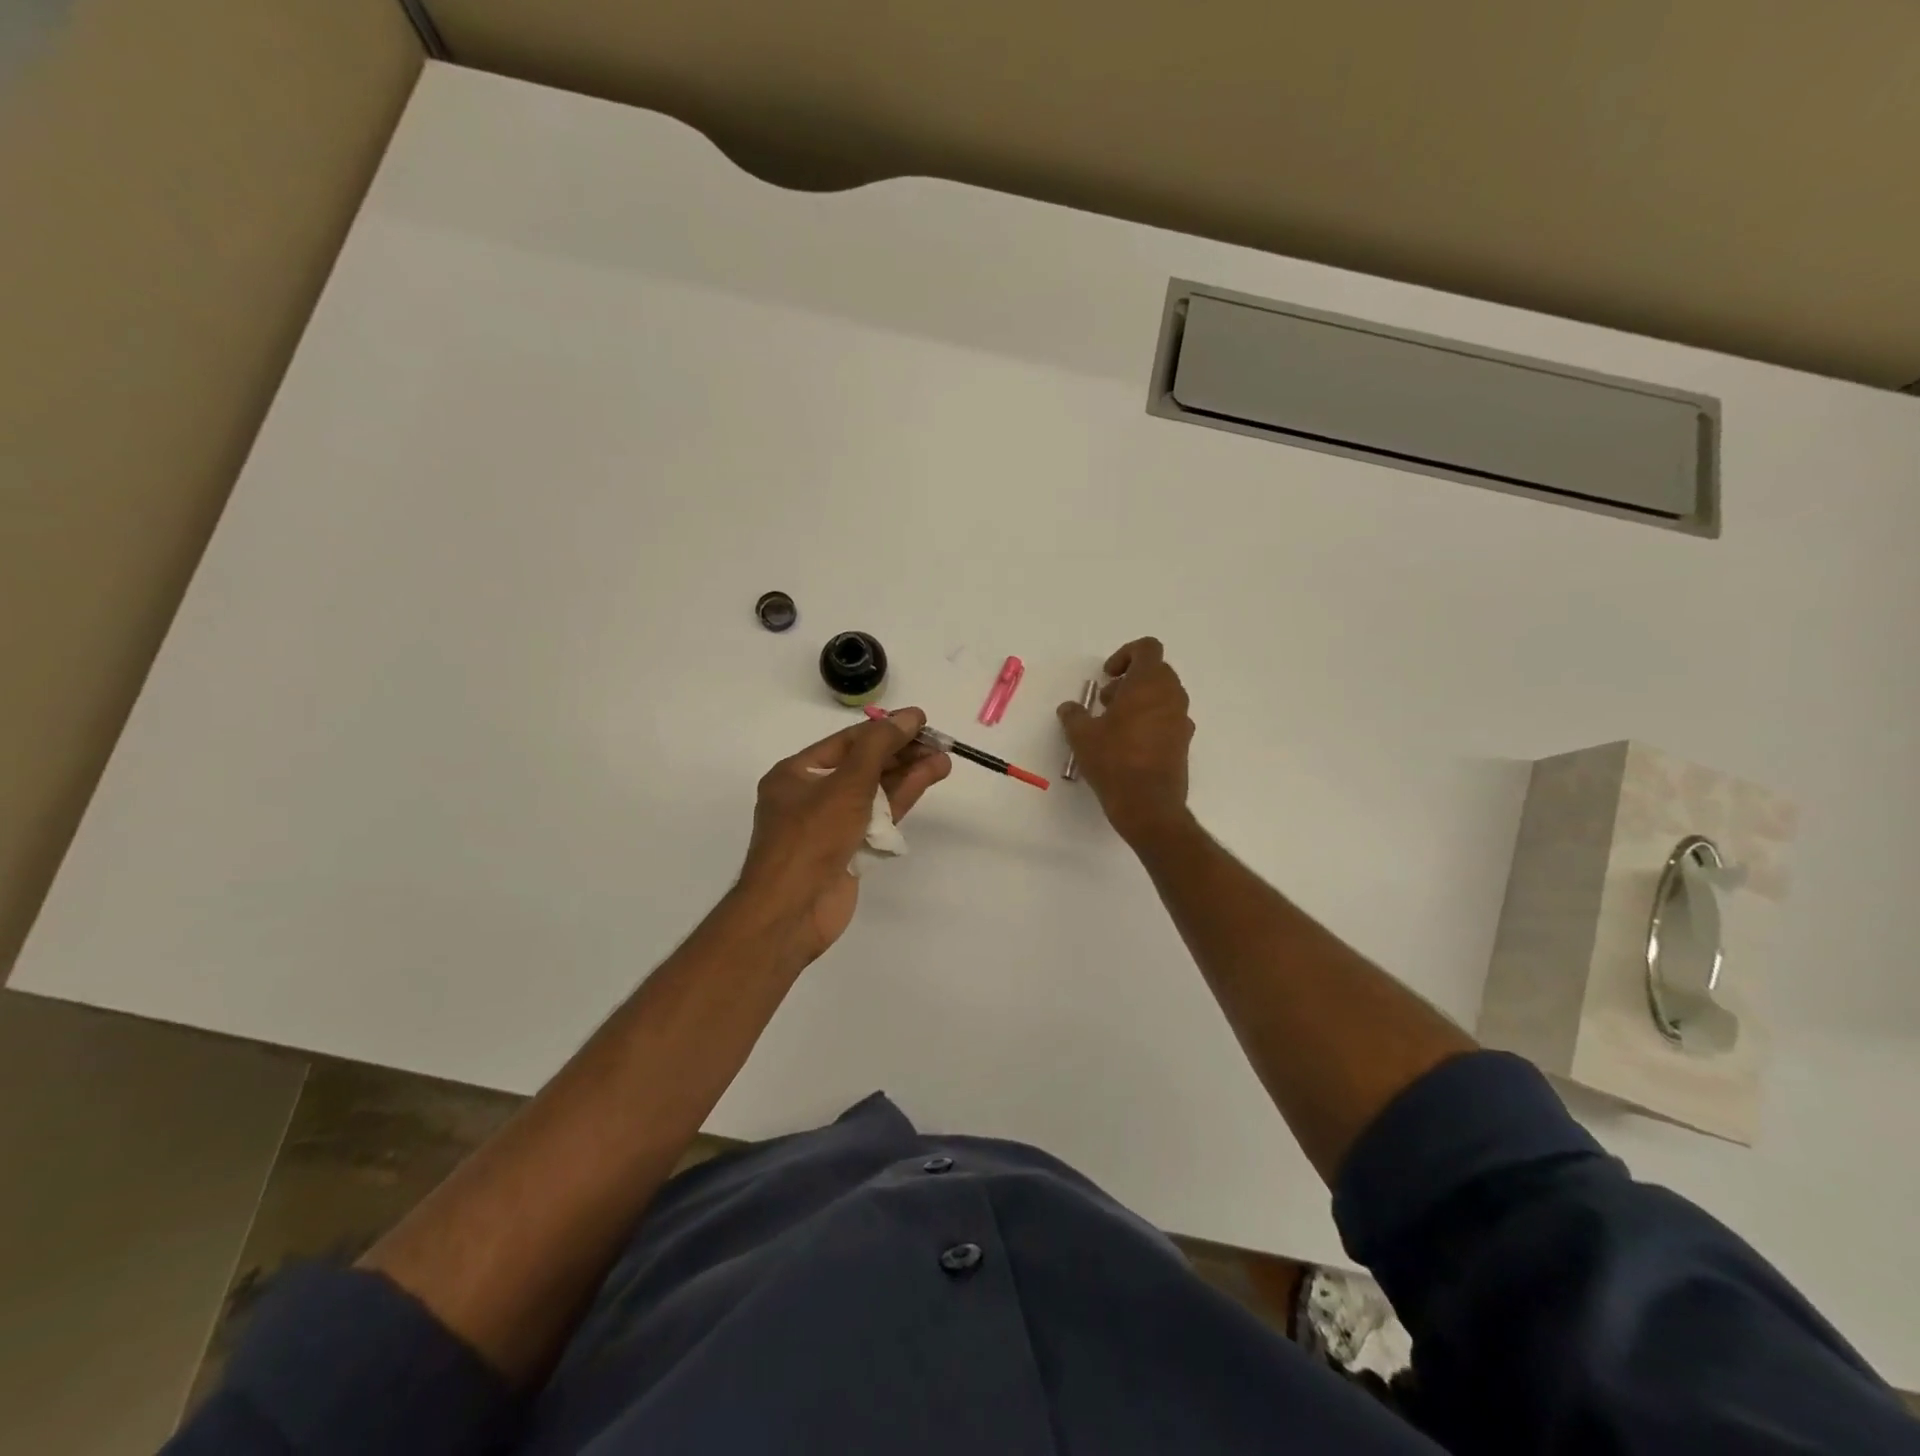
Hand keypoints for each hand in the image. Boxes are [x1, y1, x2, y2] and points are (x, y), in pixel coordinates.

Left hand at [734, 708, 950, 965]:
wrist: (791, 911)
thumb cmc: (811, 838)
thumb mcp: (846, 784)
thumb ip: (880, 747)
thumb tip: (910, 716)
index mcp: (797, 774)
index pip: (847, 742)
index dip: (885, 729)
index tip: (921, 722)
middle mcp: (812, 796)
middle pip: (863, 766)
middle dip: (901, 753)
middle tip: (940, 744)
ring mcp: (831, 825)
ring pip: (874, 792)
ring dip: (907, 775)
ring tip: (944, 760)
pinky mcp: (849, 850)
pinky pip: (877, 818)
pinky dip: (901, 801)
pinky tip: (927, 782)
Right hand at [1058, 638, 1194, 844]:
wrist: (1148, 804)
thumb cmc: (1114, 760)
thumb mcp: (1081, 735)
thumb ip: (1074, 715)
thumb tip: (1070, 708)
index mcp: (1149, 683)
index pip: (1147, 649)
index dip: (1125, 655)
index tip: (1107, 676)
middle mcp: (1172, 696)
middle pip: (1156, 671)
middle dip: (1130, 680)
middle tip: (1106, 702)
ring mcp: (1182, 720)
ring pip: (1163, 696)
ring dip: (1140, 701)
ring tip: (1114, 725)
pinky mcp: (1183, 742)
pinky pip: (1168, 719)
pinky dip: (1150, 721)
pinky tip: (1129, 744)